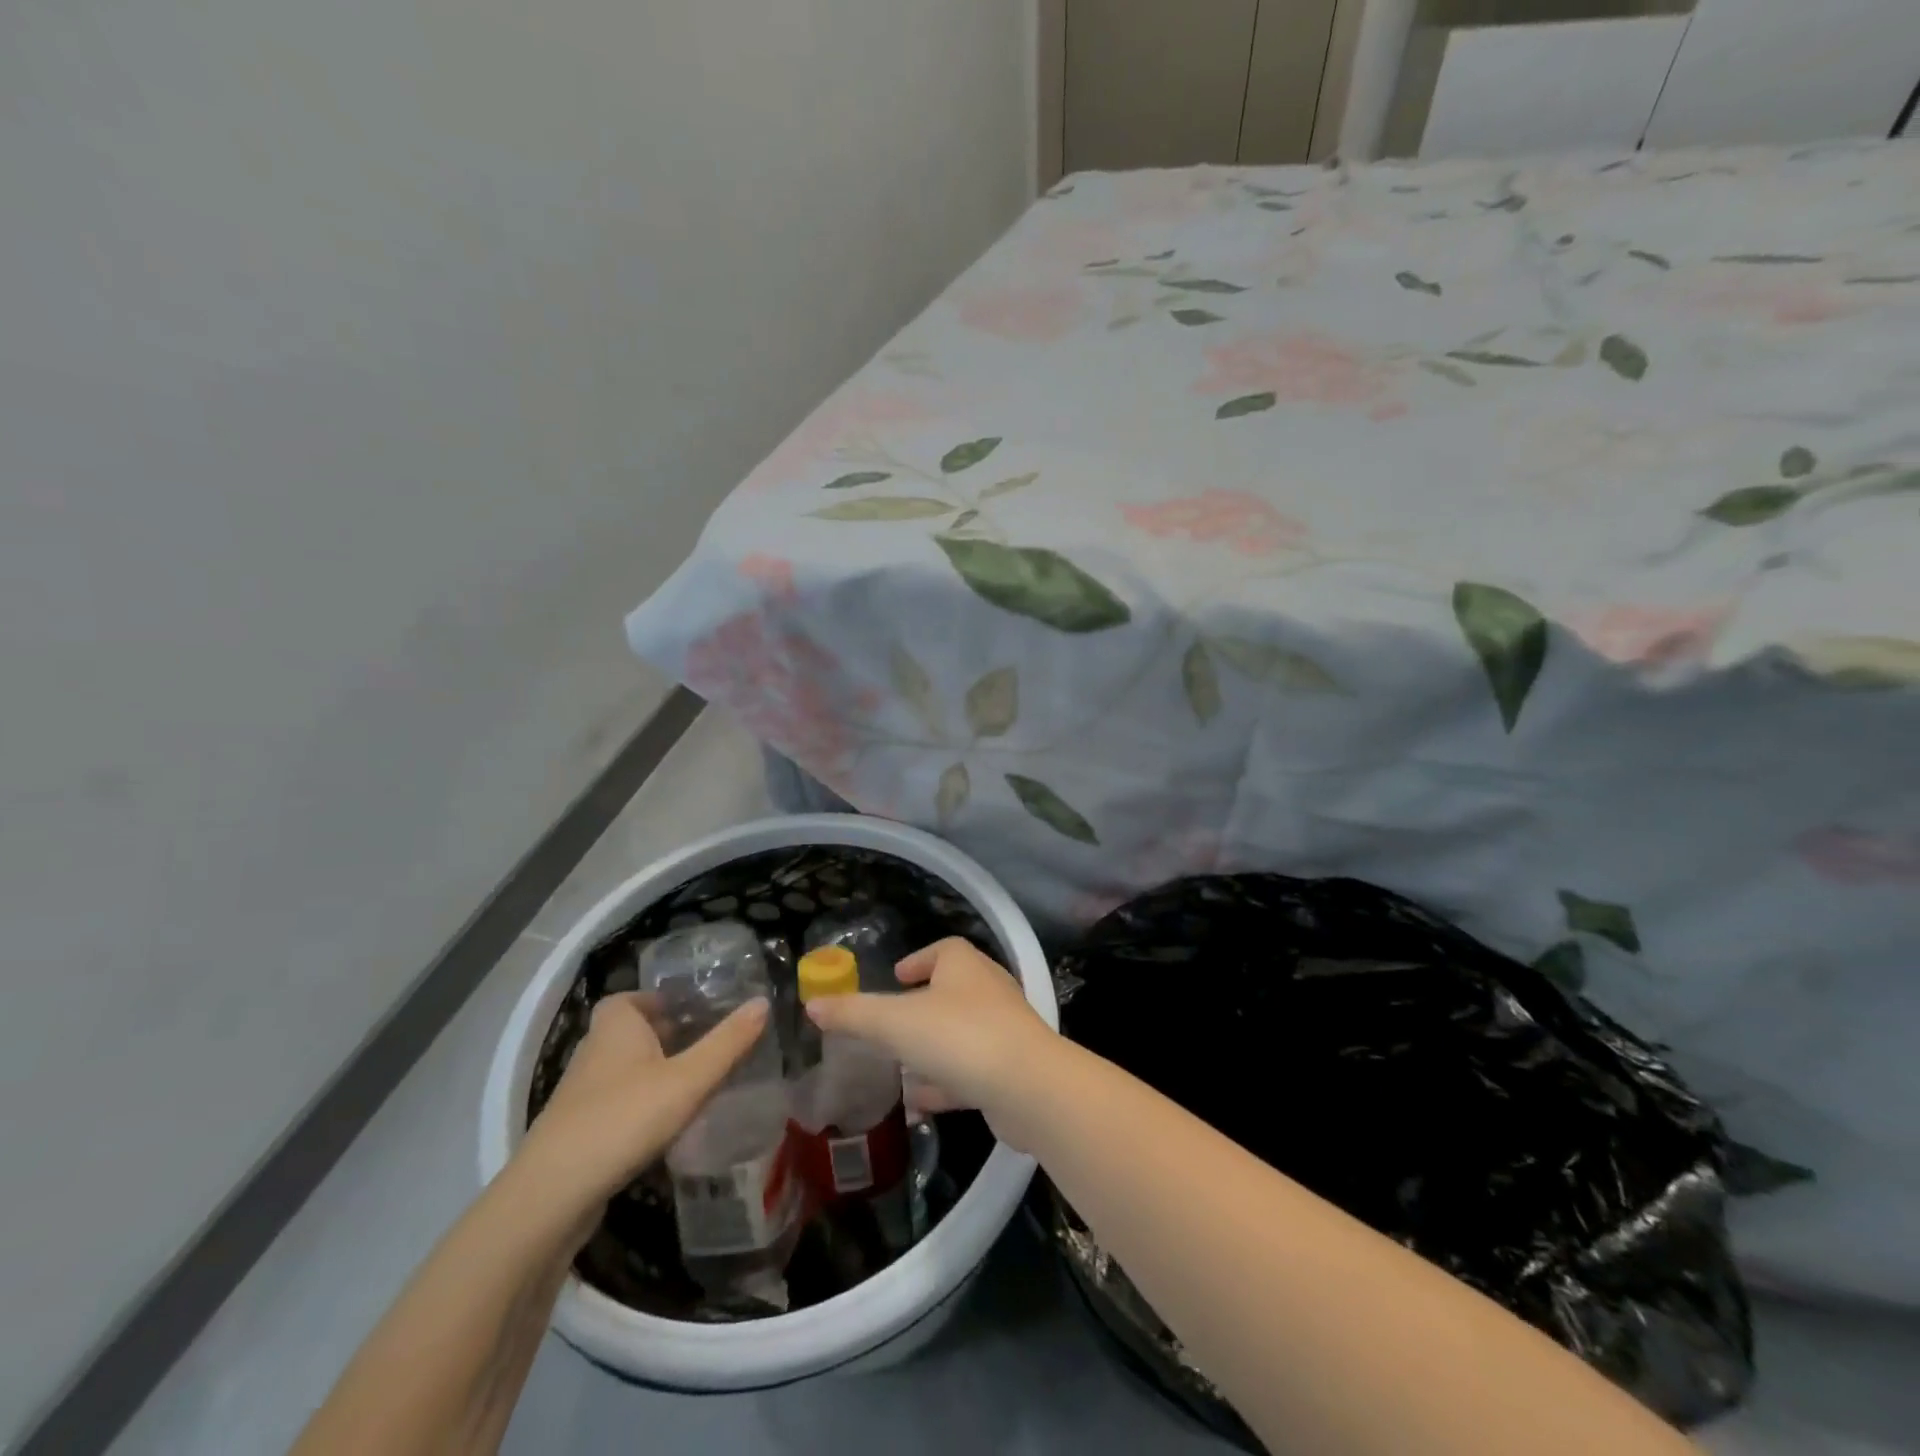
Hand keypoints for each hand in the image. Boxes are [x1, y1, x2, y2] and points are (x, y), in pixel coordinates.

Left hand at [511, 993, 770, 1233]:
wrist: (551, 1197)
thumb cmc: (624, 1118)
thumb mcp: (689, 1079)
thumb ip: (728, 1043)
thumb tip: (764, 1002)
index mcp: (616, 1025)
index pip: (633, 997)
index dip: (661, 999)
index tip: (695, 1008)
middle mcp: (594, 1050)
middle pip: (632, 1031)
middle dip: (666, 1033)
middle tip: (707, 1040)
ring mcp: (582, 1093)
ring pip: (625, 1067)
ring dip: (655, 1070)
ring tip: (696, 1079)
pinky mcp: (579, 1129)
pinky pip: (618, 1100)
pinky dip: (641, 1102)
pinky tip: (667, 1121)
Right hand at [803, 938, 1056, 1149]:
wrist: (1028, 1087)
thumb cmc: (959, 1036)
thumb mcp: (895, 1022)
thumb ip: (854, 1013)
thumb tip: (813, 1004)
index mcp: (964, 966)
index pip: (943, 950)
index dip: (919, 960)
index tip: (897, 976)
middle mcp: (987, 991)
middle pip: (952, 991)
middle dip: (921, 1007)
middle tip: (891, 1024)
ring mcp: (1003, 1030)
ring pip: (960, 1034)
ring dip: (932, 1048)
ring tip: (898, 1067)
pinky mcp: (1010, 1070)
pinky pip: (970, 1071)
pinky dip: (945, 1083)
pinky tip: (919, 1104)